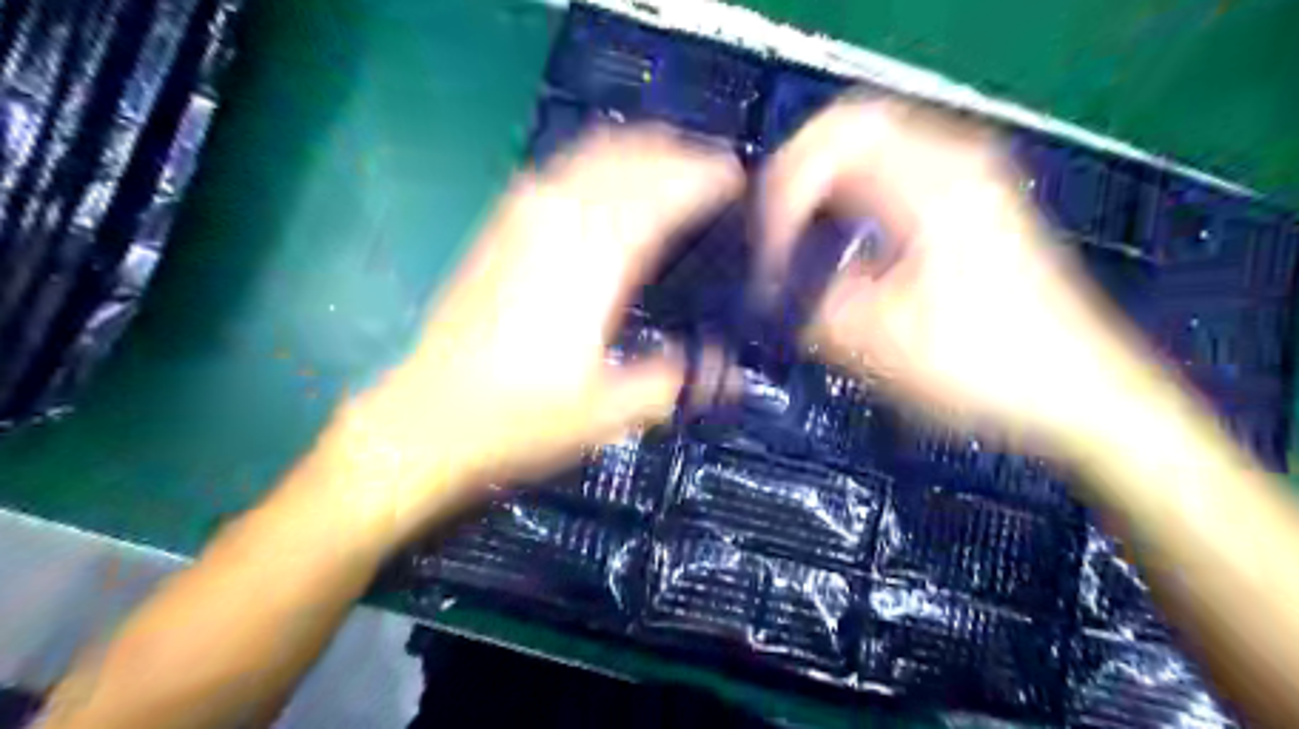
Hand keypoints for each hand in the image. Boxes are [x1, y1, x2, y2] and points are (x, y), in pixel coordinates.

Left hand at [327, 123, 738, 534]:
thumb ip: (668, 383)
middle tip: (714, 173)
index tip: (737, 180)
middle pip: (631, 159)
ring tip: (673, 165)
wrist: (427, 418)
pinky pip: (561, 167)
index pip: (662, 194)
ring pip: (594, 153)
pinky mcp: (499, 224)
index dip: (705, 178)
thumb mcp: (606, 414)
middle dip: (679, 155)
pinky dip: (600, 161)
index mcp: (593, 262)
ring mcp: (521, 215)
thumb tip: (720, 375)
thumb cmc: (518, 420)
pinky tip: (611, 181)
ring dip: (641, 151)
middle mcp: (558, 221)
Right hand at [757, 97, 1161, 449]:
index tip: (767, 250)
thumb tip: (773, 288)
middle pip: (848, 130)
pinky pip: (890, 174)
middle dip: (796, 179)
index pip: (831, 142)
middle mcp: (953, 160)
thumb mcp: (880, 345)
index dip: (783, 191)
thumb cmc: (985, 368)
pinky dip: (850, 198)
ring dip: (822, 188)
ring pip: (868, 150)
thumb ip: (811, 305)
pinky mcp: (968, 202)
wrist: (1078, 392)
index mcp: (934, 184)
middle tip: (771, 235)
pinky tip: (839, 243)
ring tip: (795, 241)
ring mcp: (966, 176)